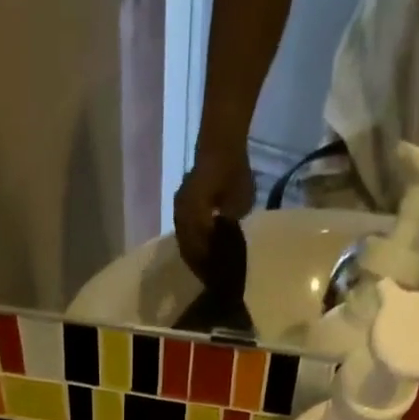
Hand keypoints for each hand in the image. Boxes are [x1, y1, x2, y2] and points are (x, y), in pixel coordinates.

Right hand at [174, 142, 254, 276]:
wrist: (221, 140)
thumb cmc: (233, 172)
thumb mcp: (239, 205)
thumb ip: (229, 229)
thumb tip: (224, 247)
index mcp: (194, 219)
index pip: (199, 252)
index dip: (208, 267)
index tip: (217, 279)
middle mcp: (181, 216)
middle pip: (189, 250)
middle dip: (200, 263)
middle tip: (212, 277)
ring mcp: (179, 210)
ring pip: (185, 241)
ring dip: (195, 253)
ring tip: (207, 264)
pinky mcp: (182, 204)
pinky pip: (185, 230)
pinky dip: (193, 241)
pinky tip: (203, 246)